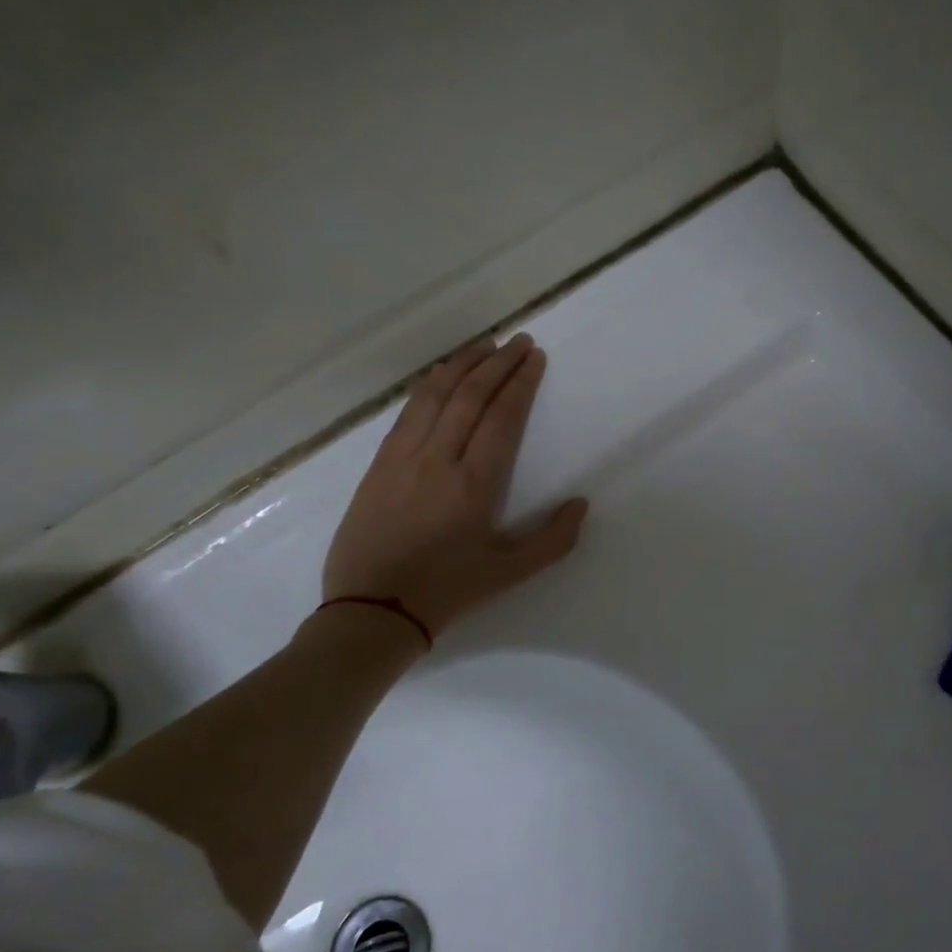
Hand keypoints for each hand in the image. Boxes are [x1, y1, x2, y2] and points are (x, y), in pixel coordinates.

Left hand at [323, 333, 588, 641]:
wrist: (371, 610)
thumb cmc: (448, 591)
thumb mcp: (511, 574)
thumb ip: (553, 540)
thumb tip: (580, 503)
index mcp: (473, 484)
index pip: (501, 418)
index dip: (520, 383)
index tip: (534, 357)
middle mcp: (437, 459)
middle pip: (469, 396)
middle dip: (496, 363)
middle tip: (517, 341)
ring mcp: (402, 458)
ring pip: (433, 396)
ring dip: (460, 365)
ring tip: (482, 345)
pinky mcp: (378, 465)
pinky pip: (407, 413)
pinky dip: (427, 387)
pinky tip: (439, 376)